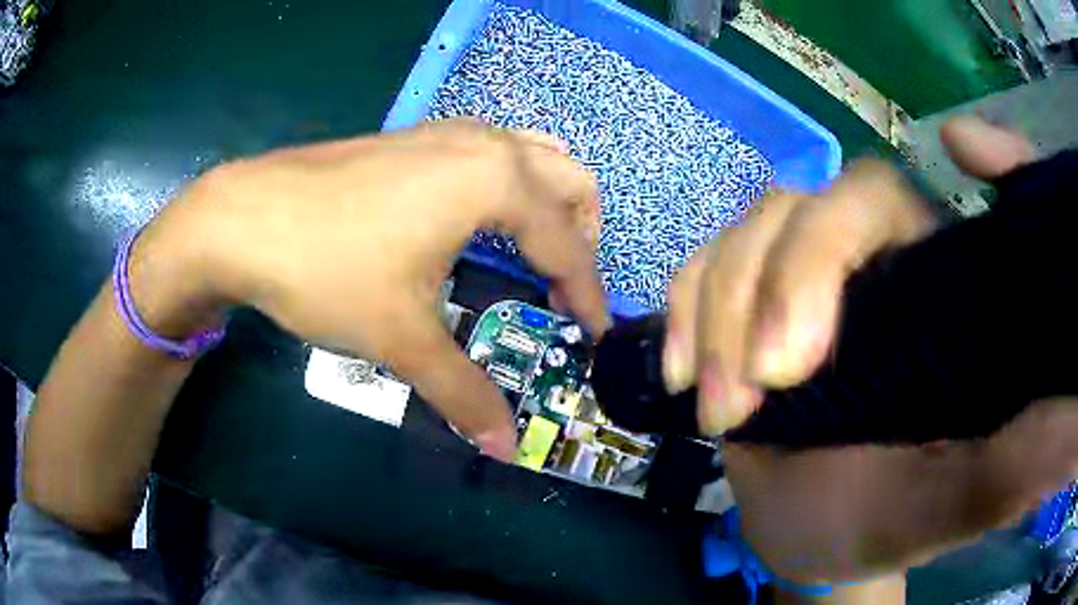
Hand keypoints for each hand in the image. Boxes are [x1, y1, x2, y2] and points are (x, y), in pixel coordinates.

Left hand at [138, 119, 608, 459]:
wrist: (243, 219)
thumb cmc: (328, 269)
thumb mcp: (402, 337)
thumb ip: (462, 393)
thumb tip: (504, 446)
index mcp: (495, 181)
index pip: (568, 244)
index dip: (589, 294)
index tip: (596, 333)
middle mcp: (482, 144)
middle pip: (569, 178)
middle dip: (582, 233)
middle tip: (563, 286)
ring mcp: (445, 132)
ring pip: (531, 152)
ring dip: (548, 199)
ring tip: (533, 249)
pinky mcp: (413, 137)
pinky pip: (489, 149)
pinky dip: (508, 182)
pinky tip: (476, 219)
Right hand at [665, 116, 1077, 581]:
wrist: (805, 542)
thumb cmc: (883, 525)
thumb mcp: (951, 509)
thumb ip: (1014, 466)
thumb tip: (1072, 425)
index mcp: (941, 300)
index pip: (951, 204)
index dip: (973, 157)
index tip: (959, 147)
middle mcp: (876, 268)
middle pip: (829, 203)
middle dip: (792, 277)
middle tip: (768, 380)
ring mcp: (799, 280)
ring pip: (753, 230)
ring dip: (722, 311)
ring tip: (722, 410)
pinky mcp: (740, 306)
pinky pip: (700, 268)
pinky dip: (682, 310)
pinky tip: (681, 372)